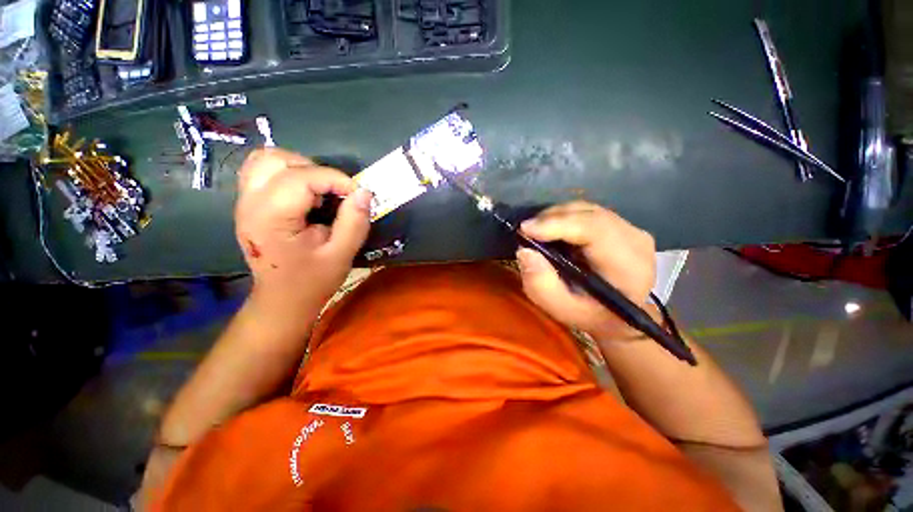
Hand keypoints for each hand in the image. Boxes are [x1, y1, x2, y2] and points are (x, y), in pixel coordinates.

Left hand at [235, 148, 371, 315]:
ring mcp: (245, 202)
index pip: (302, 178)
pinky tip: (304, 193)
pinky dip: (286, 172)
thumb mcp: (342, 254)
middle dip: (315, 170)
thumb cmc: (312, 280)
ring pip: (266, 160)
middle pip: (278, 160)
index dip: (336, 179)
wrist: (282, 299)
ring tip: (320, 191)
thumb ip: (355, 222)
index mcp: (272, 218)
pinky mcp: (249, 204)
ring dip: (299, 167)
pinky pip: (262, 171)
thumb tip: (364, 192)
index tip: (357, 194)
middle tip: (335, 193)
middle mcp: (250, 203)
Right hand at [516, 201, 656, 339]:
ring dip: (557, 216)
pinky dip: (566, 217)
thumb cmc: (589, 315)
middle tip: (526, 230)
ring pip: (588, 209)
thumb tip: (525, 251)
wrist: (616, 316)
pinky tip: (553, 229)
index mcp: (628, 266)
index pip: (595, 229)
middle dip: (552, 218)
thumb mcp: (561, 309)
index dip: (558, 224)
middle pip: (589, 214)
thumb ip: (541, 285)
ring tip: (537, 230)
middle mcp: (636, 241)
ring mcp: (632, 230)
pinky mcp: (623, 225)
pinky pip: (589, 212)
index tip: (526, 229)